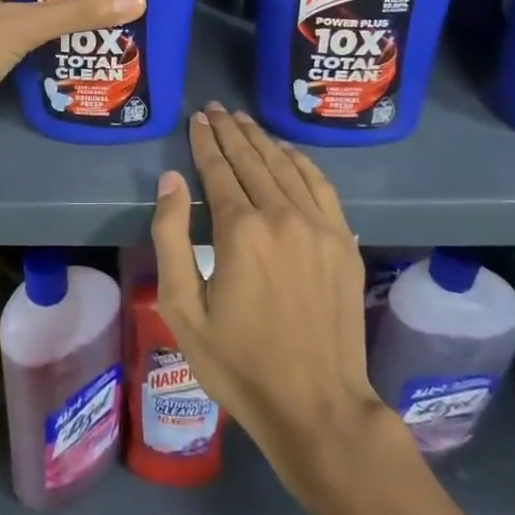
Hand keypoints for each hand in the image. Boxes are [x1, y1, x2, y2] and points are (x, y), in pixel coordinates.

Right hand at [149, 102, 386, 487]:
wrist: (316, 406)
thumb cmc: (238, 363)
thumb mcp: (183, 309)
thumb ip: (171, 238)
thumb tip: (172, 180)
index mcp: (240, 231)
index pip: (218, 169)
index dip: (206, 141)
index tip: (198, 118)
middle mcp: (282, 215)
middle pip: (253, 160)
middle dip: (231, 131)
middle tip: (217, 108)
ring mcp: (320, 227)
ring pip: (287, 167)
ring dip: (263, 140)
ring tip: (244, 121)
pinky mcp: (343, 242)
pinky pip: (321, 186)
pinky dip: (301, 162)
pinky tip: (288, 152)